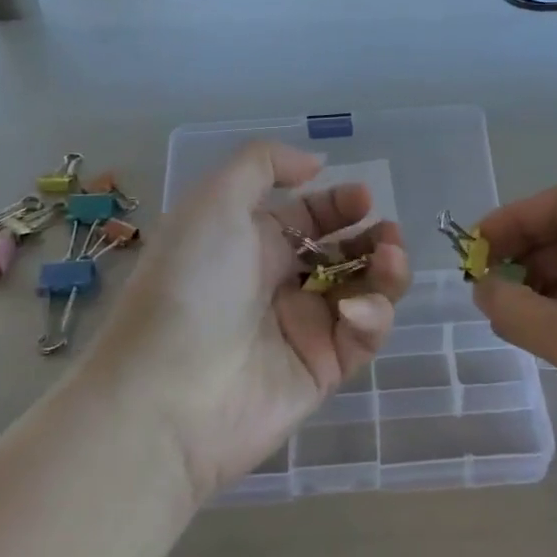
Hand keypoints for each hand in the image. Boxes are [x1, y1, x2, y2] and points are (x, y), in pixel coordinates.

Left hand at [93, 141, 409, 504]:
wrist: (166, 394)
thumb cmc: (192, 284)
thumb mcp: (215, 200)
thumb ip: (263, 164)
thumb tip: (315, 163)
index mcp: (252, 243)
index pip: (310, 218)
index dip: (340, 205)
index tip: (365, 199)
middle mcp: (279, 283)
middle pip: (343, 254)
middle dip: (373, 239)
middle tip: (389, 235)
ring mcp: (303, 329)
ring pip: (363, 293)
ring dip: (385, 272)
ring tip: (390, 259)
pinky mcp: (322, 371)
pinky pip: (362, 337)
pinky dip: (370, 318)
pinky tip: (355, 311)